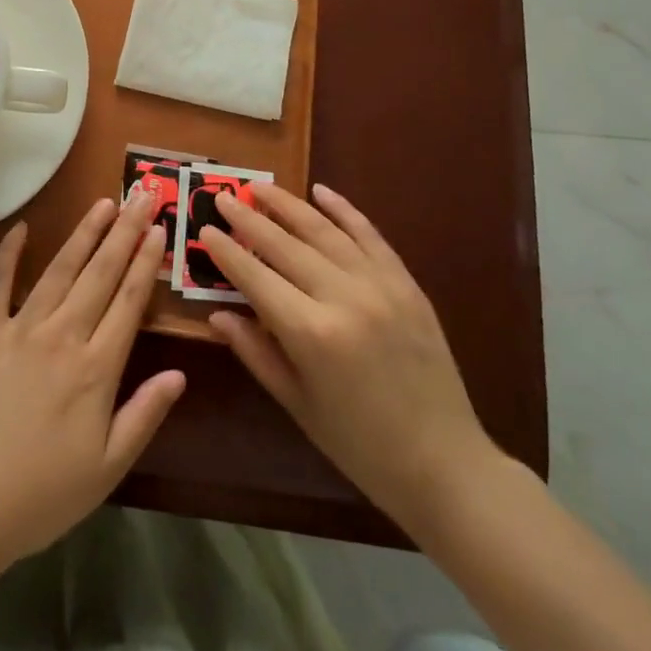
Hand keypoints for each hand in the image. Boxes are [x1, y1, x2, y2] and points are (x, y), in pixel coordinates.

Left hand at [0, 194, 185, 567]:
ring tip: (104, 203)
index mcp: (96, 369)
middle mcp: (63, 336)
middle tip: (142, 196)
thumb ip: (144, 415)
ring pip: (60, 269)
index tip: (159, 229)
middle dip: (125, 232)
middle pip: (101, 273)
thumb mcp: (107, 469)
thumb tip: (180, 374)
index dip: (146, 262)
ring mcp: (21, 328)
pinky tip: (22, 227)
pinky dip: (9, 253)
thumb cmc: (42, 494)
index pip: (129, 301)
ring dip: (84, 233)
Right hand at [200, 182, 496, 531]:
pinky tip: (321, 192)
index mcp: (312, 334)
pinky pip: (369, 235)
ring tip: (260, 186)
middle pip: (285, 245)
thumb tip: (216, 316)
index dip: (227, 252)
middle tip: (223, 196)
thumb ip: (256, 353)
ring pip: (324, 231)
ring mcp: (379, 285)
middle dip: (249, 218)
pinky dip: (344, 210)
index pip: (256, 278)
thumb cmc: (361, 446)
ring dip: (288, 204)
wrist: (446, 464)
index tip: (205, 229)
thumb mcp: (298, 405)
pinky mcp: (406, 283)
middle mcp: (343, 298)